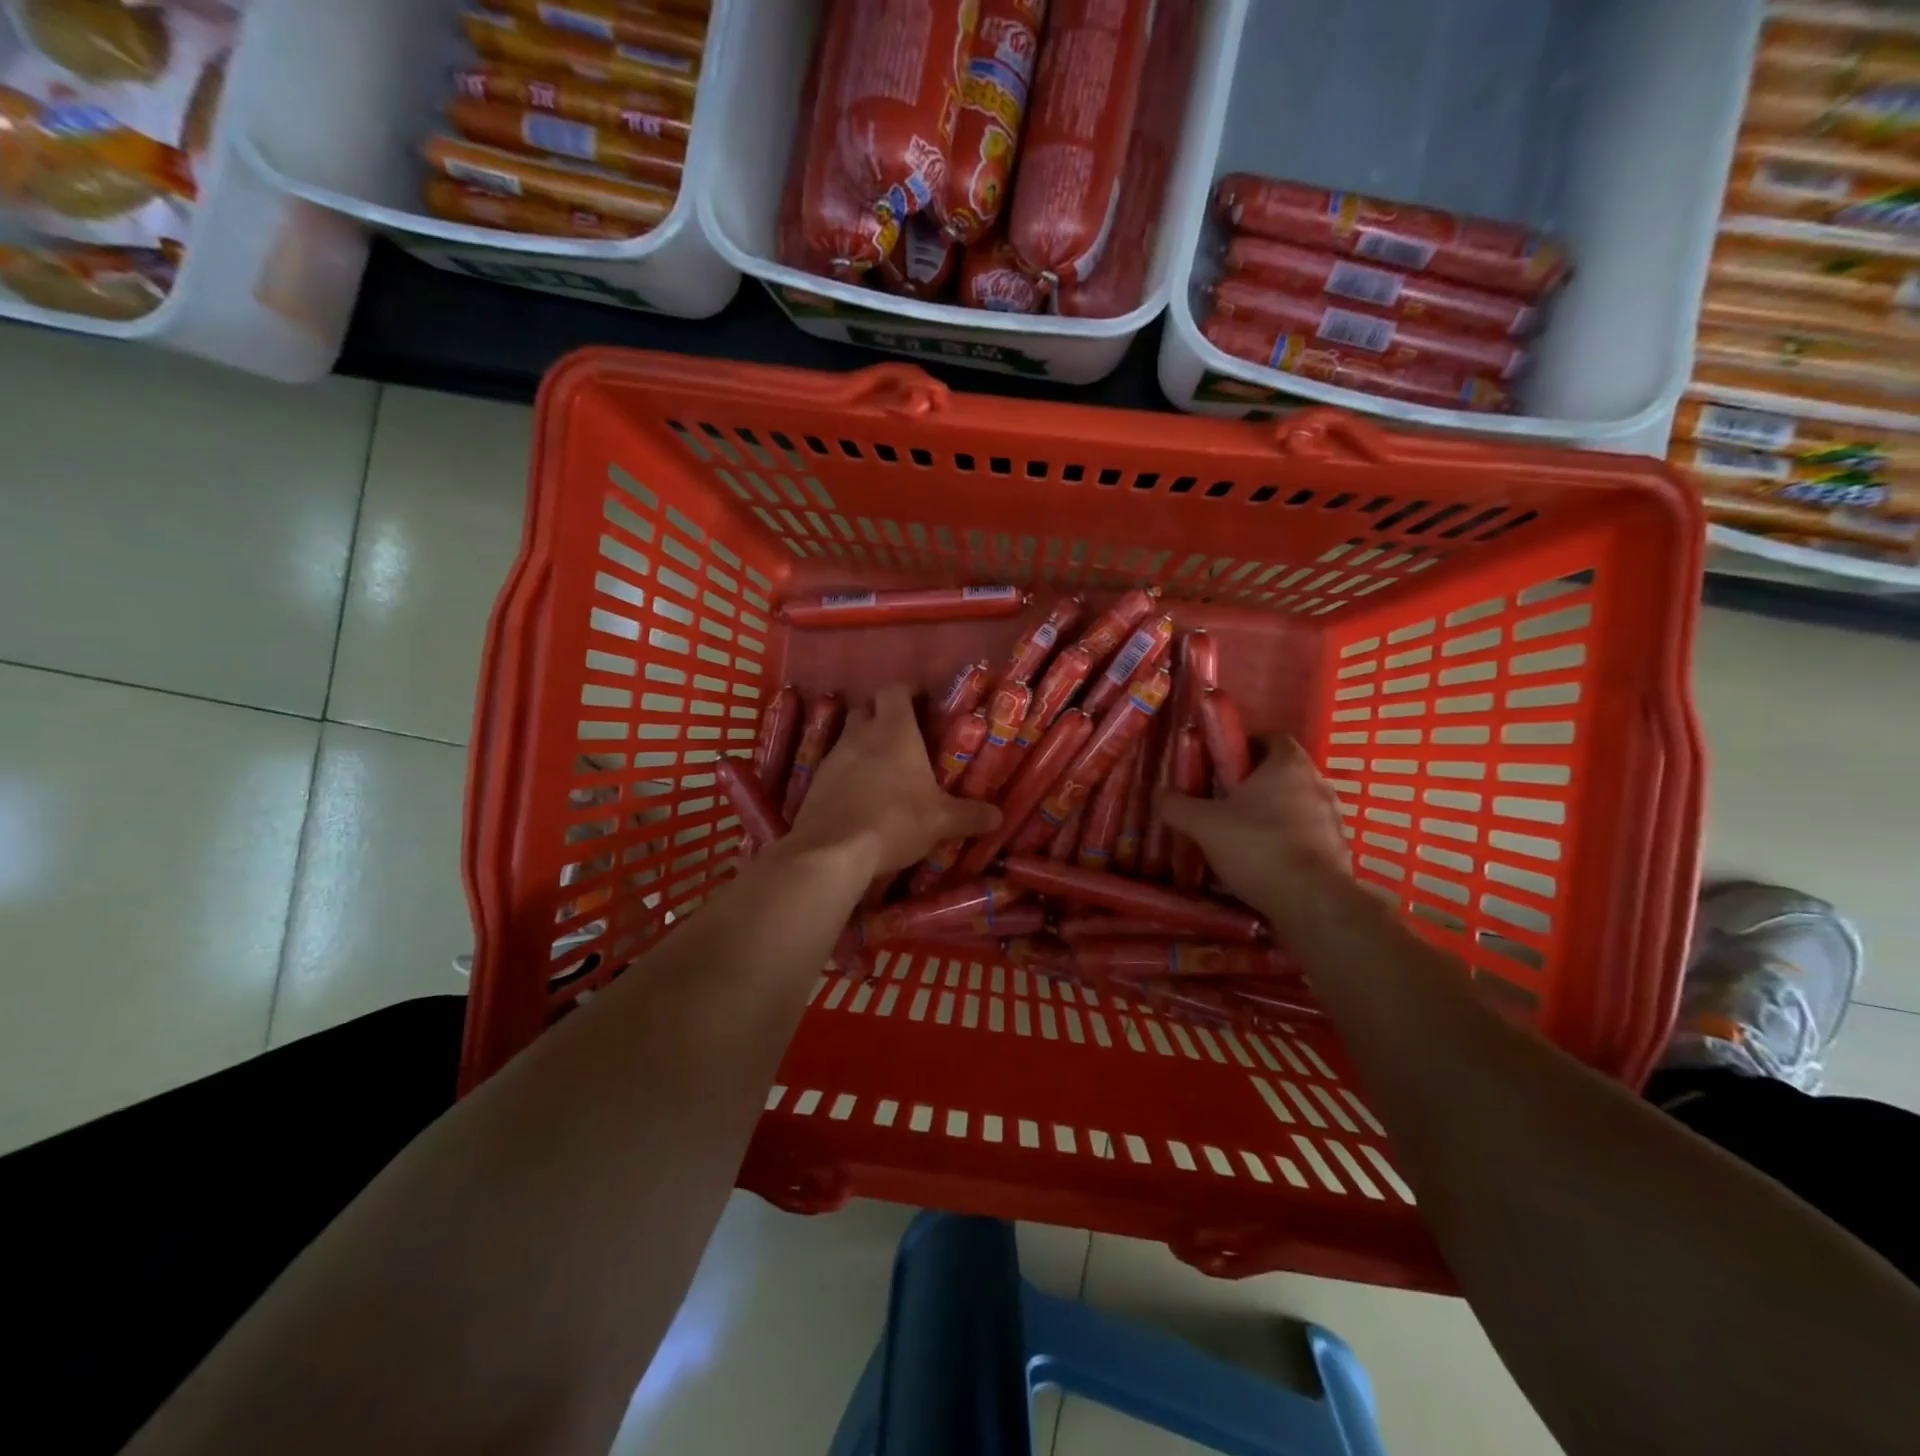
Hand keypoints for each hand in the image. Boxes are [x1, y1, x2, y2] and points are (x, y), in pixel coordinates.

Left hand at [786, 686, 1000, 873]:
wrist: (833, 851)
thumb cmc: (895, 820)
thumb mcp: (941, 821)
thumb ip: (970, 815)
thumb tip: (997, 815)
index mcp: (894, 730)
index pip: (895, 691)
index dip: (908, 692)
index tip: (923, 703)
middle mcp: (860, 735)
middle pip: (868, 710)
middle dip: (883, 716)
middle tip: (905, 736)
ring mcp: (833, 757)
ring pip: (849, 737)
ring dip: (865, 746)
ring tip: (885, 769)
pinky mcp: (815, 782)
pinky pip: (836, 767)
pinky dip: (849, 773)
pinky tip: (861, 795)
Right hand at [1157, 736, 1350, 923]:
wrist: (1310, 901)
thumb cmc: (1256, 846)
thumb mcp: (1203, 825)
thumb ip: (1179, 806)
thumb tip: (1162, 796)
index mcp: (1288, 764)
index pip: (1272, 737)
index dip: (1245, 745)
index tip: (1222, 763)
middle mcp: (1318, 783)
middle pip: (1283, 772)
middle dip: (1255, 782)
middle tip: (1224, 799)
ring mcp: (1333, 817)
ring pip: (1296, 803)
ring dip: (1272, 812)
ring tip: (1241, 833)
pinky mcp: (1338, 849)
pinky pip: (1307, 834)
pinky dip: (1287, 840)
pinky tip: (1263, 860)